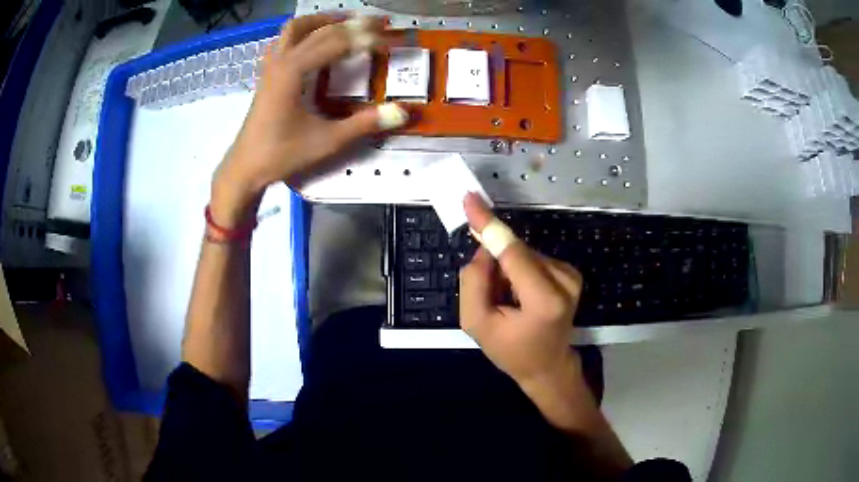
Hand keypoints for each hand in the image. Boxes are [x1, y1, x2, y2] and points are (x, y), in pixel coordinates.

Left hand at [211, 14, 407, 225]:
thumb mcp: (326, 141)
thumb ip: (364, 124)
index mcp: (294, 71)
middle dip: (351, 23)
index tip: (393, 37)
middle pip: (319, 28)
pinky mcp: (267, 75)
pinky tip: (314, 41)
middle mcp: (281, 61)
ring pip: (294, 28)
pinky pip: (284, 41)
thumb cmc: (281, 154)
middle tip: (378, 23)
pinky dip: (303, 33)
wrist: (245, 168)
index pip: (337, 43)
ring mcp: (271, 66)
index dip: (367, 38)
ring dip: (322, 20)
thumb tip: (402, 112)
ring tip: (346, 22)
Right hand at [459, 193, 583, 387]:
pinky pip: (532, 258)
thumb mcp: (477, 324)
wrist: (548, 366)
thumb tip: (484, 248)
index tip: (471, 200)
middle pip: (516, 251)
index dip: (489, 225)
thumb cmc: (511, 352)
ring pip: (523, 253)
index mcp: (544, 299)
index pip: (513, 252)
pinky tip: (519, 295)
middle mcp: (564, 280)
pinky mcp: (570, 272)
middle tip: (489, 293)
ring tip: (507, 301)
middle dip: (494, 262)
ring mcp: (571, 274)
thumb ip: (474, 282)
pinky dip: (518, 270)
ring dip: (506, 269)